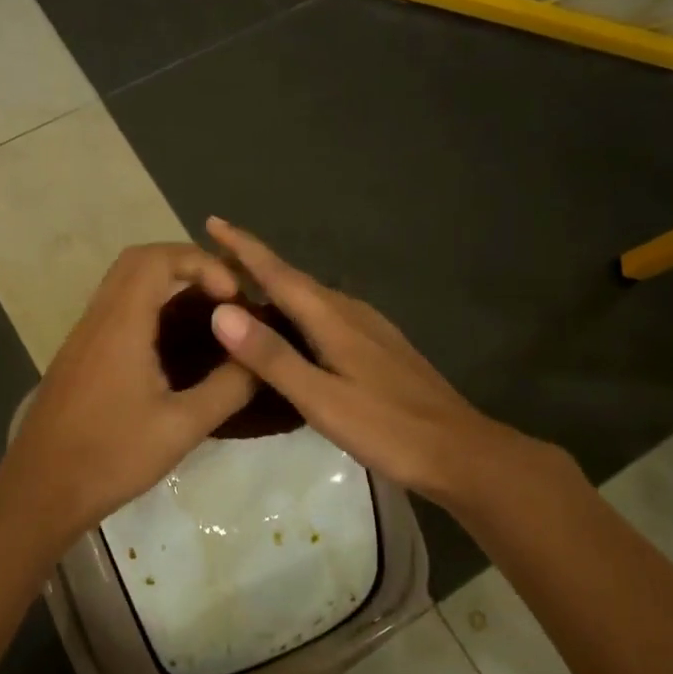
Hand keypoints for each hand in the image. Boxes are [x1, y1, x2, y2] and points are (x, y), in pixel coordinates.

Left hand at [0, 243, 256, 558]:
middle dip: (186, 265)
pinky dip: (147, 307)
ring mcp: (82, 337)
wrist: (40, 491)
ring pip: (122, 285)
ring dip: (165, 285)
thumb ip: (227, 388)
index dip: (201, 262)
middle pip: (138, 261)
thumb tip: (261, 358)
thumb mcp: (182, 427)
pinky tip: (171, 347)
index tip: (232, 296)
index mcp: (121, 325)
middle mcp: (97, 319)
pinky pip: (114, 310)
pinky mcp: (77, 357)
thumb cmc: (112, 457)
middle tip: (222, 295)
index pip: (157, 258)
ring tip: (205, 317)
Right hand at [203, 217, 570, 511]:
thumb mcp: (321, 399)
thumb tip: (221, 312)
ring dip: (277, 286)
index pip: (278, 273)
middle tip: (215, 258)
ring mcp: (370, 328)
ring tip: (245, 287)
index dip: (243, 247)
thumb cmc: (388, 429)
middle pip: (294, 279)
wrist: (460, 452)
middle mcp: (350, 312)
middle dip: (254, 263)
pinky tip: (295, 326)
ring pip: (312, 297)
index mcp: (333, 319)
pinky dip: (299, 310)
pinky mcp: (379, 346)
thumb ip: (272, 356)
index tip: (212, 221)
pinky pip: (327, 314)